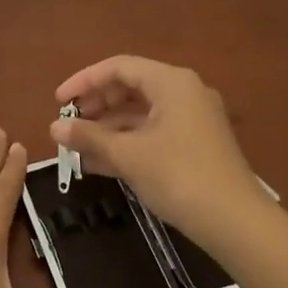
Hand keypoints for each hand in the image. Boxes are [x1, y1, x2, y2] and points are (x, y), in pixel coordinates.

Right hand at [52, 56, 264, 247]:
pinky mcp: (194, 145)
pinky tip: (98, 164)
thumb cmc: (178, 176)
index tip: (57, 102)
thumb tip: (54, 127)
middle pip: (130, 88)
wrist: (234, 220)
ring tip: (76, 147)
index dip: (84, 81)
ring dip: (107, 128)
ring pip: (140, 114)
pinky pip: (152, 134)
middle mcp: (184, 93)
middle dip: (96, 105)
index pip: (119, 67)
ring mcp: (192, 120)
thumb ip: (89, 137)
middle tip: (68, 125)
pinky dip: (126, 144)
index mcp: (171, 83)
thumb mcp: (128, 155)